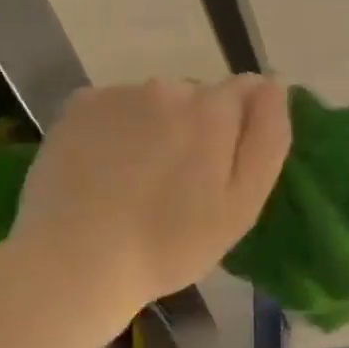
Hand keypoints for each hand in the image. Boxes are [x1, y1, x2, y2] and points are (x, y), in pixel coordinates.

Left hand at [6, 77, 291, 310]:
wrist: (74, 263)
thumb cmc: (170, 244)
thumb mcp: (242, 204)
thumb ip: (268, 137)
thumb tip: (274, 84)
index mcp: (213, 110)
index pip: (246, 90)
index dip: (240, 127)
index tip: (222, 167)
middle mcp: (168, 87)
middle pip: (198, 96)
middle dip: (198, 127)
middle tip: (180, 184)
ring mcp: (119, 93)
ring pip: (155, 101)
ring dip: (156, 127)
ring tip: (138, 181)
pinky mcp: (79, 105)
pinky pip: (115, 107)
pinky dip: (116, 129)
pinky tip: (104, 169)